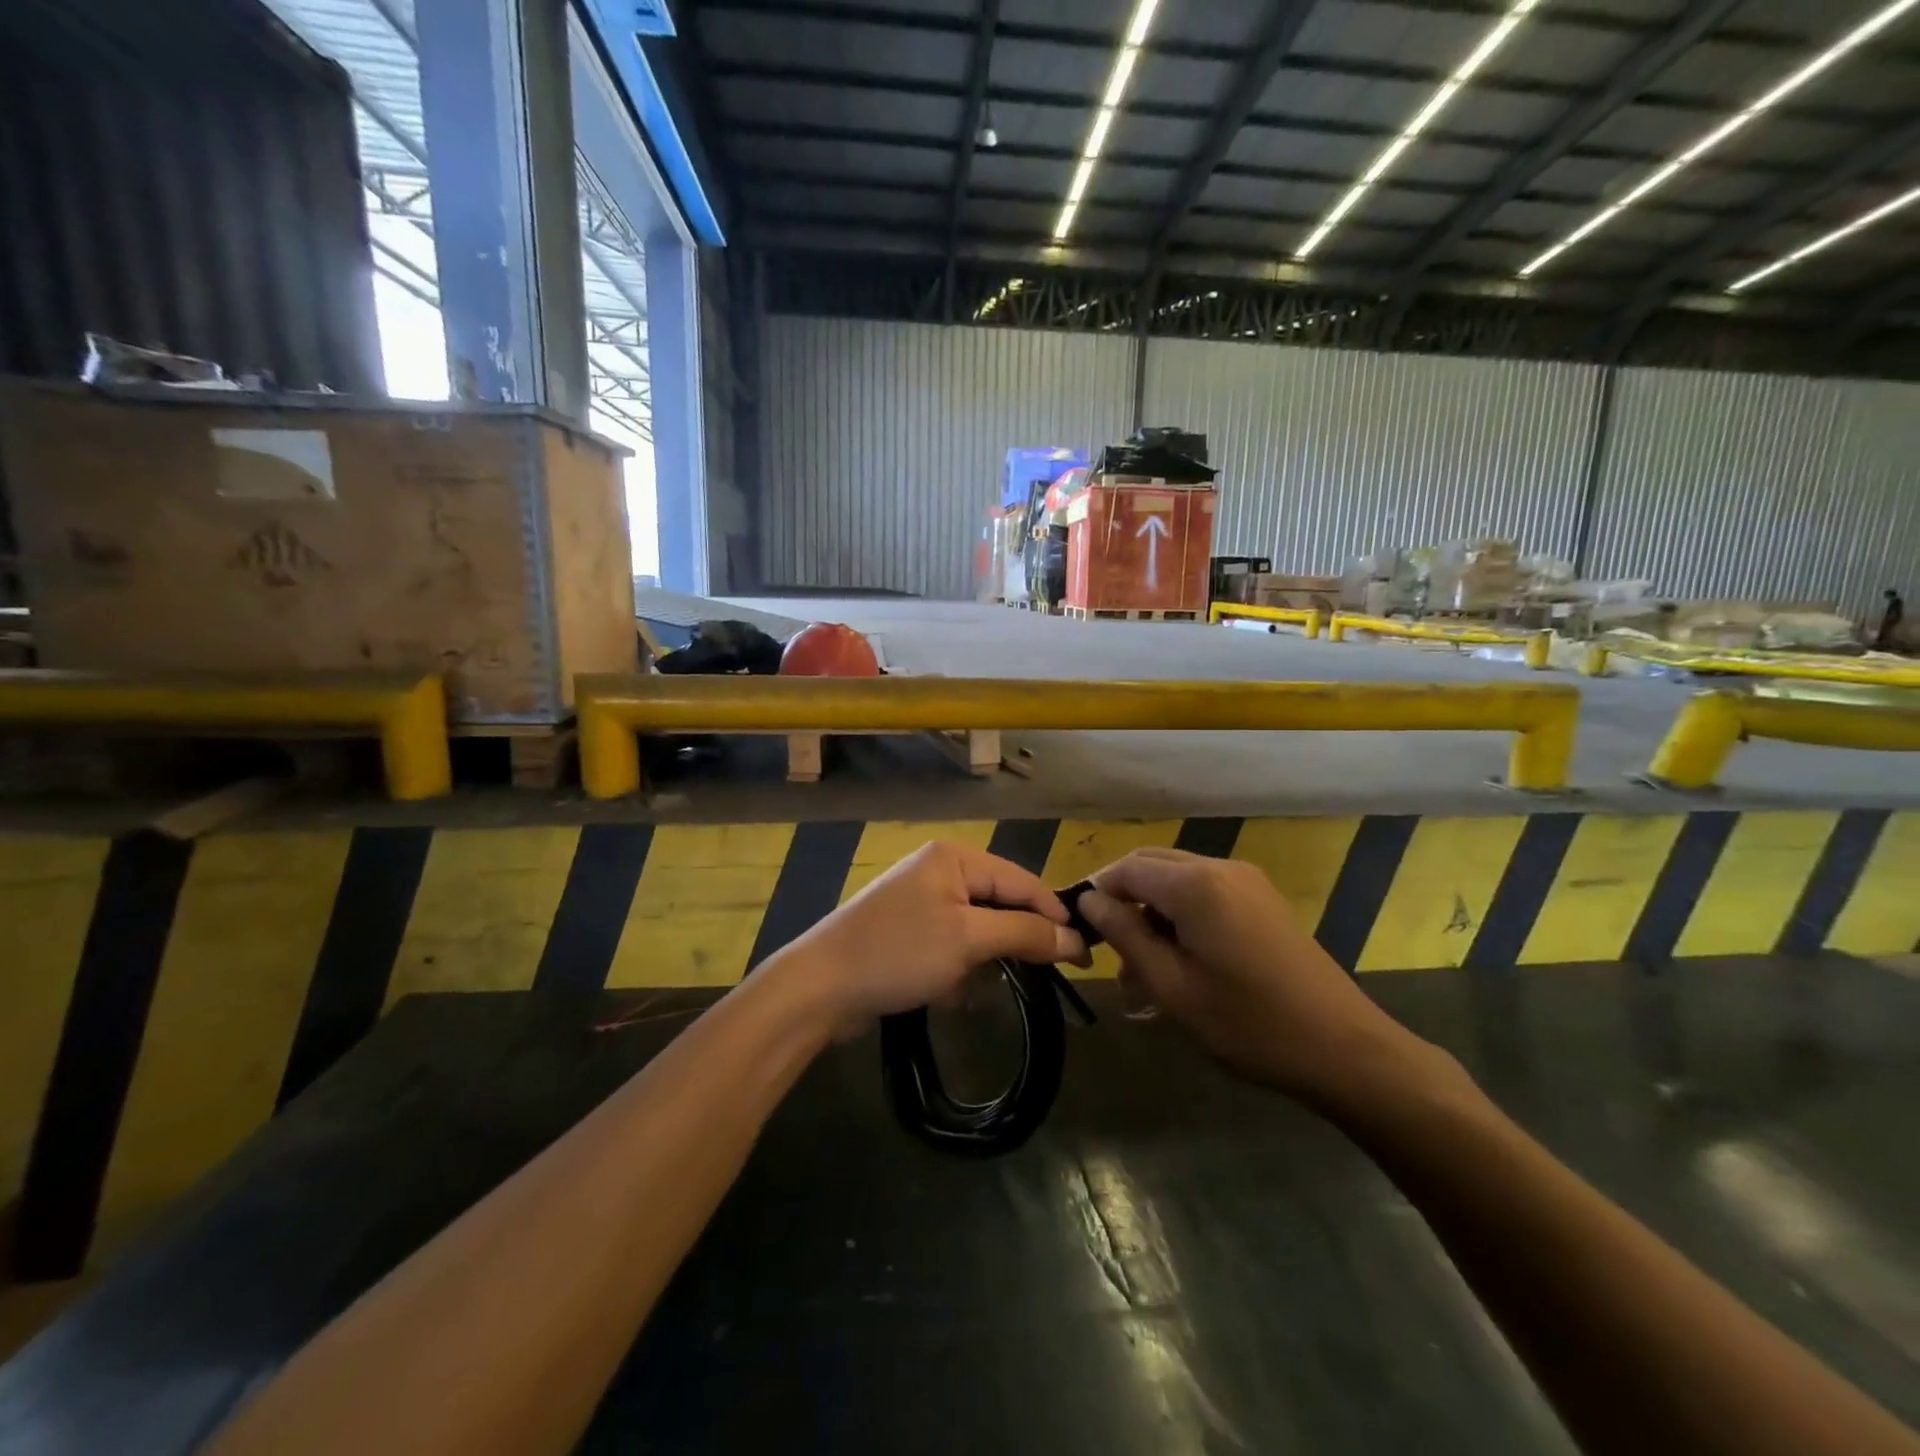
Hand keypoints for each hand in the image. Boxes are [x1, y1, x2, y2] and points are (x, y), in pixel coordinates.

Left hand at [760, 842, 1084, 1029]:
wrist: (819, 987)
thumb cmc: (898, 953)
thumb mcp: (968, 940)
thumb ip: (1024, 933)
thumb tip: (1074, 939)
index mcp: (953, 857)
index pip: (1021, 880)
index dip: (1054, 915)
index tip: (1085, 953)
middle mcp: (938, 871)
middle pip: (999, 903)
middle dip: (1014, 943)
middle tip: (1042, 976)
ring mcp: (919, 902)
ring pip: (977, 929)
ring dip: (984, 962)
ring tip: (978, 988)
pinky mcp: (906, 932)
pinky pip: (951, 946)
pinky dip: (958, 969)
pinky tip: (950, 994)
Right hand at [1077, 848, 1425, 1103]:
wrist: (1343, 1048)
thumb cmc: (1248, 1024)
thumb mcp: (1172, 986)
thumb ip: (1124, 935)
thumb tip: (1088, 900)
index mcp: (1195, 884)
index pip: (1125, 869)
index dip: (1096, 894)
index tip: (1082, 934)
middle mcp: (1219, 868)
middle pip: (1150, 866)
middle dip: (1124, 902)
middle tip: (1110, 954)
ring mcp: (1246, 881)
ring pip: (1176, 880)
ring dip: (1151, 913)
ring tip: (1143, 972)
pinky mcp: (1261, 899)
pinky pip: (1205, 893)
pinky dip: (1181, 917)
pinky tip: (1180, 963)